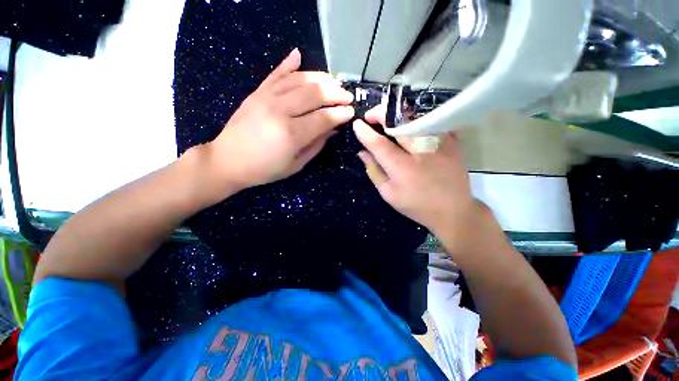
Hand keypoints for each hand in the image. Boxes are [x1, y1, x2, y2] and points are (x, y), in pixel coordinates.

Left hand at [203, 48, 354, 197]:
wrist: (228, 160)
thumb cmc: (265, 169)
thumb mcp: (296, 164)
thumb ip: (316, 145)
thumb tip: (333, 129)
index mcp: (291, 134)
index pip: (323, 118)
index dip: (340, 114)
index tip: (351, 112)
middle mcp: (280, 110)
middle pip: (314, 93)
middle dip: (335, 93)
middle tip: (347, 96)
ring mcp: (266, 97)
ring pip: (299, 79)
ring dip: (320, 78)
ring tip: (333, 82)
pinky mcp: (257, 92)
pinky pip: (276, 73)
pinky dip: (289, 63)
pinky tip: (299, 55)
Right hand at [353, 107, 479, 238]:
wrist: (452, 211)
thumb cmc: (416, 205)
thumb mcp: (389, 194)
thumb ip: (374, 171)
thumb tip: (362, 153)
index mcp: (401, 169)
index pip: (379, 144)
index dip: (365, 132)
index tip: (357, 124)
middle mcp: (419, 153)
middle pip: (398, 124)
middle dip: (381, 114)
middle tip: (371, 115)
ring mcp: (438, 146)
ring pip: (416, 118)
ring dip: (398, 114)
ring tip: (388, 116)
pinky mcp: (451, 143)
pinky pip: (433, 122)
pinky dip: (419, 118)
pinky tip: (410, 121)